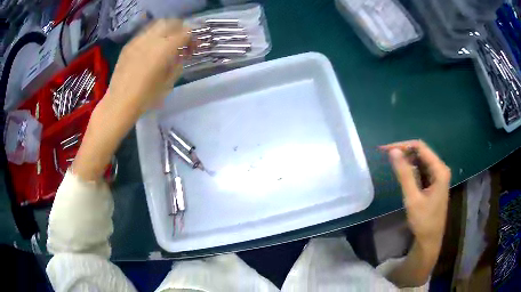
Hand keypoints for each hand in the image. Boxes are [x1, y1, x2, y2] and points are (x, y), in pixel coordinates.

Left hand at [104, 19, 190, 116]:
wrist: (119, 103)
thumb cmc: (146, 97)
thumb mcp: (169, 82)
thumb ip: (178, 64)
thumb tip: (182, 54)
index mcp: (165, 49)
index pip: (185, 32)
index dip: (192, 38)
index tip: (192, 48)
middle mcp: (152, 39)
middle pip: (171, 22)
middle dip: (180, 28)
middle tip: (181, 40)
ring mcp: (138, 40)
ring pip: (157, 24)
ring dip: (166, 29)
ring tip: (166, 42)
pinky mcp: (128, 45)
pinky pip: (144, 33)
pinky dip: (152, 36)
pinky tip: (151, 48)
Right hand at [380, 140, 450, 252]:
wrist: (430, 239)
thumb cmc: (423, 221)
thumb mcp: (413, 198)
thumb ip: (404, 174)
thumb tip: (393, 151)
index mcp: (439, 170)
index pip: (420, 147)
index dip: (403, 145)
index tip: (385, 150)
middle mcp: (440, 169)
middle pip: (421, 152)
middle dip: (404, 152)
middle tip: (386, 156)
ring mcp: (438, 175)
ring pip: (421, 160)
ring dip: (407, 160)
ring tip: (392, 163)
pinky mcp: (434, 182)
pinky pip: (422, 169)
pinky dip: (411, 169)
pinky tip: (403, 173)